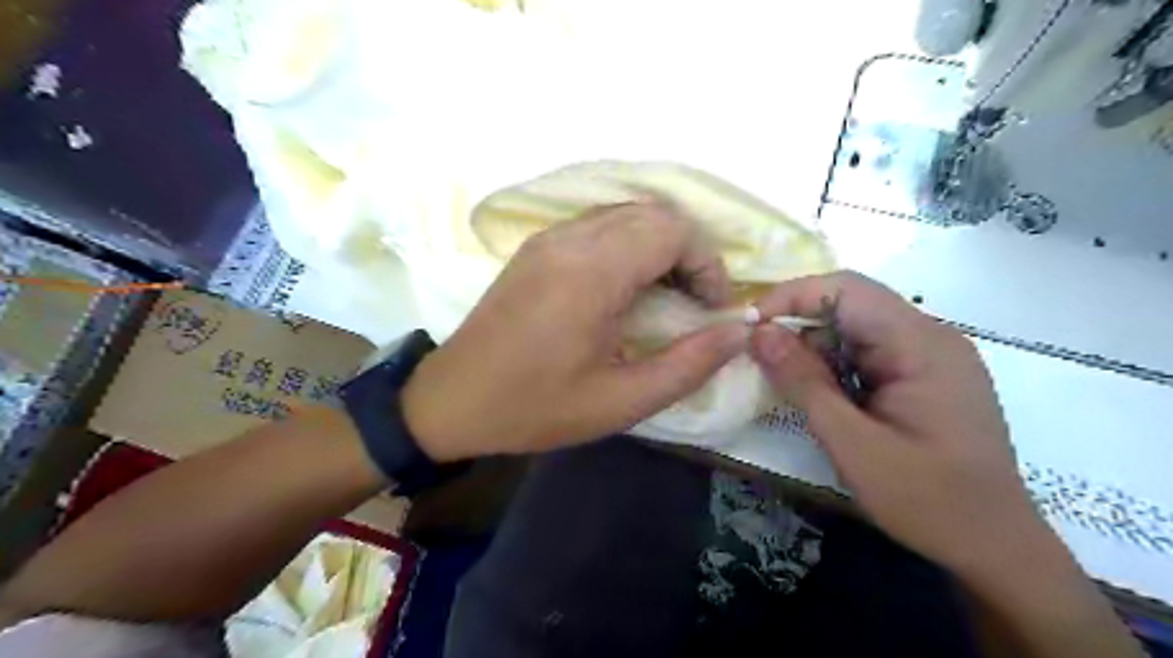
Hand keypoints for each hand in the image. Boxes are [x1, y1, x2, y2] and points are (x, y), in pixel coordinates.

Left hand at [404, 202, 751, 462]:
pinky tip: (626, 287)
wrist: (452, 401)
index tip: (711, 308)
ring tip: (666, 295)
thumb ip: (689, 364)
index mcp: (591, 272)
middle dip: (688, 252)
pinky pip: (598, 225)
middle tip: (693, 303)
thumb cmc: (536, 407)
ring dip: (658, 246)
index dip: (707, 262)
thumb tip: (739, 331)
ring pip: (626, 214)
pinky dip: (629, 245)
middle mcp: (569, 239)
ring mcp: (548, 238)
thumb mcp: (621, 401)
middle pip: (653, 214)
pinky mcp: (536, 247)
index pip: (673, 229)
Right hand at [750, 273, 1054, 574]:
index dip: (791, 297)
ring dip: (816, 346)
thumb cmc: (926, 499)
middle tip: (761, 357)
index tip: (749, 325)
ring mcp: (931, 355)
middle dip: (800, 324)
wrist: (994, 546)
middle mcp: (931, 336)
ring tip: (787, 380)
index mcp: (921, 344)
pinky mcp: (925, 374)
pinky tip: (822, 393)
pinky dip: (835, 364)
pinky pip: (869, 351)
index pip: (847, 290)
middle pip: (851, 304)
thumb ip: (803, 382)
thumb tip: (758, 333)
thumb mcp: (852, 443)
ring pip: (857, 327)